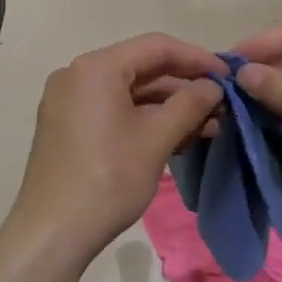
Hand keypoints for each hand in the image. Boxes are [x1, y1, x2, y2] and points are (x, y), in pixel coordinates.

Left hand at [6, 34, 226, 264]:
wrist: (52, 234)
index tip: (229, 75)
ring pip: (129, 92)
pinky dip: (144, 119)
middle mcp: (77, 74)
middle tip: (222, 104)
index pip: (156, 47)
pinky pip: (113, 110)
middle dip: (184, 86)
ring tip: (209, 125)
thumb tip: (214, 86)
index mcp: (96, 67)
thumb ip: (189, 104)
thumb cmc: (107, 180)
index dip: (197, 58)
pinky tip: (177, 136)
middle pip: (141, 68)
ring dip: (168, 106)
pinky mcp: (67, 126)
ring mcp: (69, 101)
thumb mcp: (156, 139)